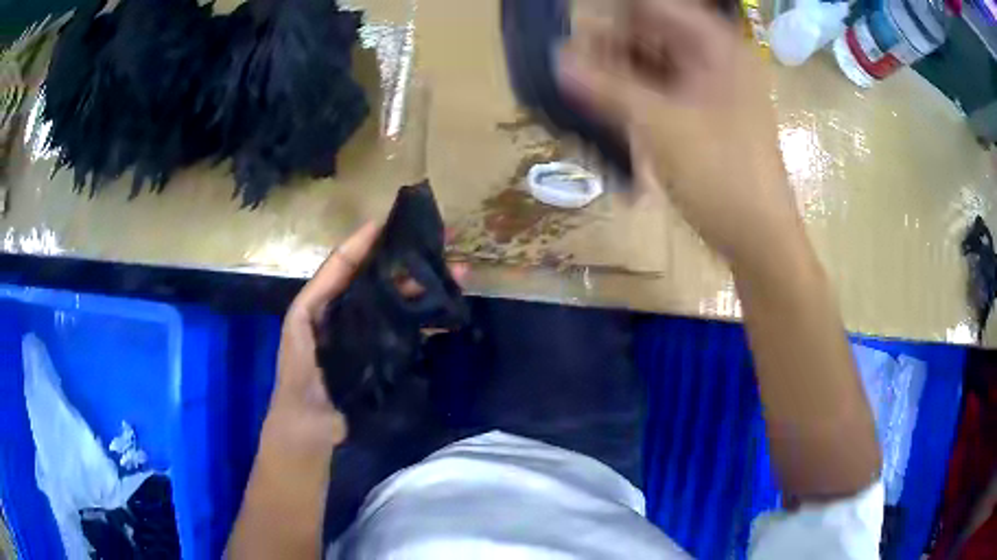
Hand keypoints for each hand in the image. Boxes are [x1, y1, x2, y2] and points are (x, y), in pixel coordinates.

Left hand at [267, 222, 468, 450]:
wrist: (311, 424)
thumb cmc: (300, 371)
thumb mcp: (301, 322)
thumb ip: (322, 288)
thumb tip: (353, 251)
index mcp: (328, 299)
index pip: (351, 261)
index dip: (372, 239)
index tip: (398, 220)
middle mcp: (352, 310)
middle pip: (384, 278)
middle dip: (412, 260)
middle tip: (444, 244)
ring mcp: (371, 333)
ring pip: (401, 301)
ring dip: (427, 286)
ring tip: (458, 274)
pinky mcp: (386, 356)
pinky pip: (409, 331)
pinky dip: (428, 319)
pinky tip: (449, 310)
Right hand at [557, 0, 801, 268]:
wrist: (759, 237)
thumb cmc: (721, 176)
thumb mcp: (660, 125)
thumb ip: (605, 87)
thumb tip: (556, 61)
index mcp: (716, 45)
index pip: (652, 6)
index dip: (611, 15)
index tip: (572, 29)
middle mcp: (715, 57)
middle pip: (651, 31)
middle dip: (609, 43)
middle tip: (568, 63)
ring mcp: (711, 86)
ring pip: (654, 61)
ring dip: (617, 70)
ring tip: (579, 85)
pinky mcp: (705, 113)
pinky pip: (662, 88)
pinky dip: (633, 93)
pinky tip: (605, 104)